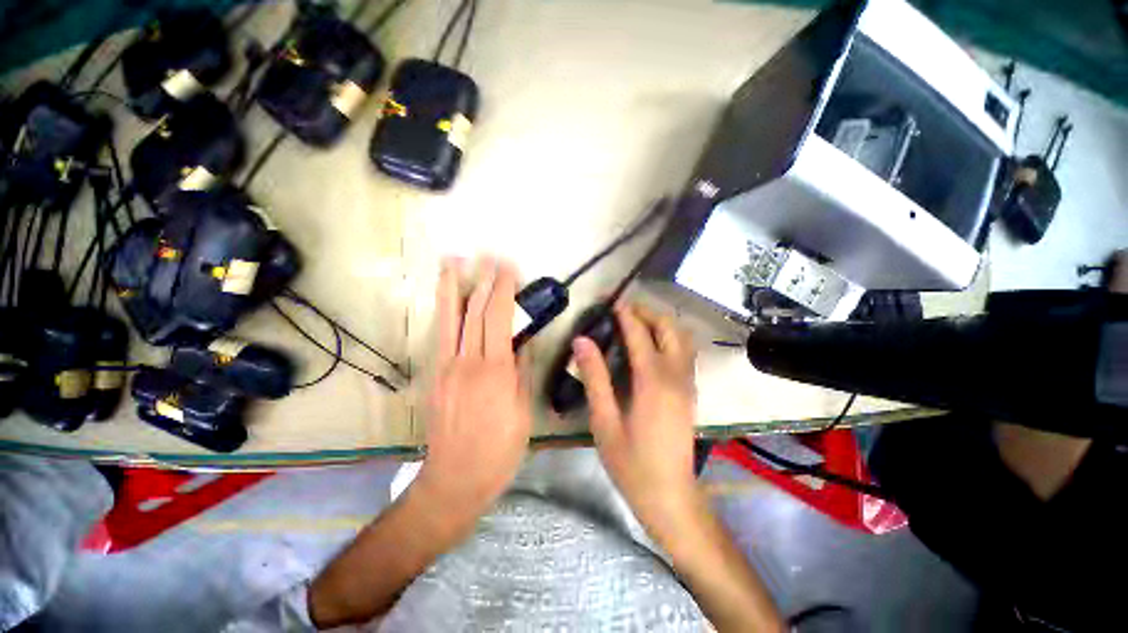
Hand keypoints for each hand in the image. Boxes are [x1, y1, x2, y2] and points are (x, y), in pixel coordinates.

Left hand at [414, 257, 531, 532]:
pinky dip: (443, 310)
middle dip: (482, 280)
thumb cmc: (499, 450)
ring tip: (452, 261)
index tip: (509, 268)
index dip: (503, 290)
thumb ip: (523, 370)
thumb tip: (524, 339)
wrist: (454, 479)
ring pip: (448, 318)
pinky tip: (446, 297)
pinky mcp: (433, 376)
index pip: (498, 318)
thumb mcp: (523, 411)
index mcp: (494, 372)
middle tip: (488, 257)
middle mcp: (466, 363)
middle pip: (473, 312)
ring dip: (451, 286)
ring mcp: (444, 368)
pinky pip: (440, 335)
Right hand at [571, 301, 699, 538]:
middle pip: (669, 328)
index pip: (640, 334)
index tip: (612, 301)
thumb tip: (582, 341)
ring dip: (661, 323)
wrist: (670, 496)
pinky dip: (670, 337)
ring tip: (636, 322)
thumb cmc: (631, 462)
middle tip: (624, 310)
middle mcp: (676, 375)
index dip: (626, 314)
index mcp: (653, 381)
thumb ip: (594, 377)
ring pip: (682, 338)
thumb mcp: (604, 421)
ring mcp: (688, 383)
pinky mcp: (690, 392)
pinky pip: (684, 352)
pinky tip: (651, 345)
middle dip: (648, 312)